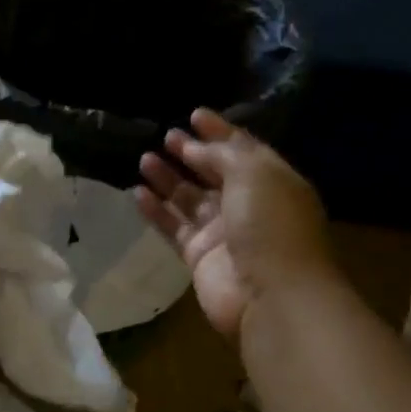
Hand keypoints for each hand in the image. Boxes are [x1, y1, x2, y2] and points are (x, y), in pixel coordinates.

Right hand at [137, 109, 333, 338]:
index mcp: (272, 181)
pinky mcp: (200, 257)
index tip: (193, 115)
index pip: (242, 149)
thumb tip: (196, 145)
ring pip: (190, 199)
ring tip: (145, 158)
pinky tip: (138, 193)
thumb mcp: (254, 173)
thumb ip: (224, 153)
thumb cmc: (270, 224)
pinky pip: (174, 227)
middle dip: (192, 153)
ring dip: (169, 178)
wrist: (272, 296)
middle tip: (166, 136)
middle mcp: (248, 205)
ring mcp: (223, 233)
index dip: (219, 131)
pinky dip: (157, 211)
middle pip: (214, 173)